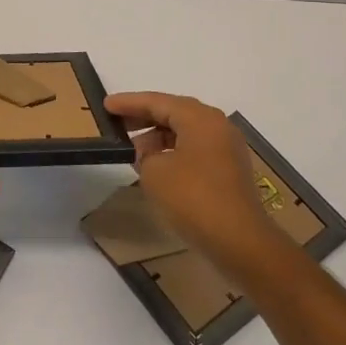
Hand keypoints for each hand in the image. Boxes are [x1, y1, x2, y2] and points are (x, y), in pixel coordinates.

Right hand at [104, 92, 280, 269]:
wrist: (240, 242)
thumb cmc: (193, 198)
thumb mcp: (154, 172)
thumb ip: (145, 154)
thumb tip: (151, 153)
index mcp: (200, 118)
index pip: (157, 102)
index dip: (129, 103)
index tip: (105, 105)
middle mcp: (217, 126)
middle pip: (174, 112)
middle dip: (144, 116)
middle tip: (116, 122)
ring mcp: (227, 149)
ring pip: (186, 131)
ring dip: (158, 136)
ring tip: (133, 148)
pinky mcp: (230, 171)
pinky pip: (195, 149)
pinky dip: (173, 151)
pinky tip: (156, 165)